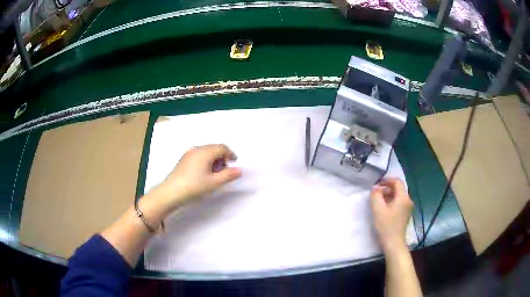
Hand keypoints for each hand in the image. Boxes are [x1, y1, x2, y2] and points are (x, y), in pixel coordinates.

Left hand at [154, 144, 241, 209]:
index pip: (222, 147)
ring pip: (206, 151)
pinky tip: (204, 173)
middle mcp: (197, 149)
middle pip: (214, 148)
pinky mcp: (183, 159)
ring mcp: (188, 153)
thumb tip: (239, 170)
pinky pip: (199, 155)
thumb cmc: (195, 186)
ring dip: (214, 159)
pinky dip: (205, 160)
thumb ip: (228, 175)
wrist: (171, 192)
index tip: (234, 164)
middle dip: (222, 157)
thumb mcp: (214, 183)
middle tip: (225, 171)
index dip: (231, 154)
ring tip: (215, 173)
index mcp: (205, 152)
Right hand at [370, 178, 412, 251]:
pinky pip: (399, 202)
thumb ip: (375, 195)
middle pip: (399, 188)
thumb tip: (375, 188)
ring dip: (389, 195)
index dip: (387, 180)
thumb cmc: (386, 225)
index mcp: (403, 197)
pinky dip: (392, 201)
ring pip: (399, 196)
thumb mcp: (378, 209)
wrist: (393, 242)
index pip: (397, 182)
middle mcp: (408, 200)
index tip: (377, 184)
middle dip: (387, 188)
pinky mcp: (406, 214)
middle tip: (376, 193)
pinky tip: (384, 208)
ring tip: (379, 201)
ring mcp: (408, 208)